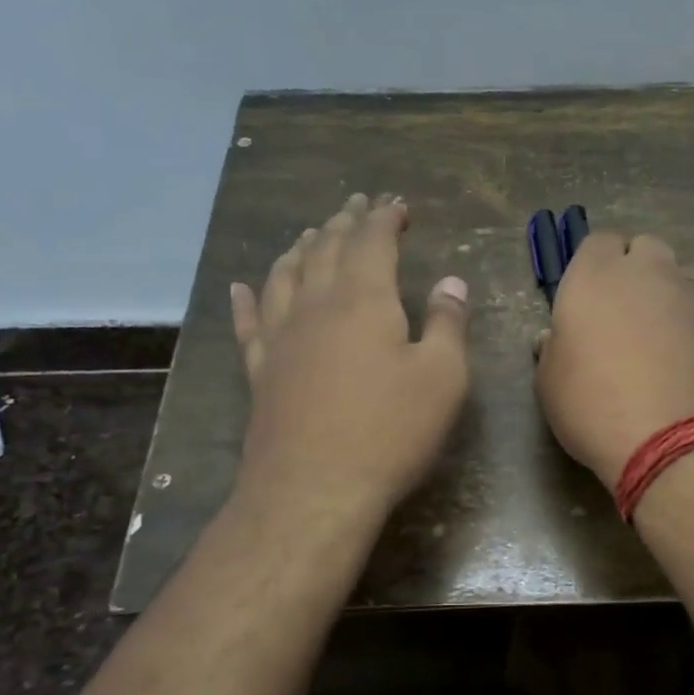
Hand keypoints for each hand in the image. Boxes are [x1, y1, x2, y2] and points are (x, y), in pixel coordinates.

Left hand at [231, 193, 469, 512]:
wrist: (314, 489)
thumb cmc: (390, 431)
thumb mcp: (442, 377)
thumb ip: (448, 323)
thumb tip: (452, 282)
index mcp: (363, 300)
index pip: (373, 242)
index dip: (385, 219)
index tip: (398, 205)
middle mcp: (315, 306)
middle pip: (327, 250)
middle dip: (345, 223)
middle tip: (357, 205)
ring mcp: (280, 338)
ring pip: (285, 277)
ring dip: (300, 249)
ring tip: (310, 234)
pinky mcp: (260, 372)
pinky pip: (248, 324)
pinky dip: (246, 301)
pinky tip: (241, 288)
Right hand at [534, 233, 693, 489]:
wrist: (677, 440)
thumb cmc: (594, 404)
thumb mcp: (550, 383)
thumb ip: (553, 350)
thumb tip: (556, 339)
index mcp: (595, 276)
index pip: (597, 243)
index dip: (591, 268)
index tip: (583, 301)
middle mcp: (647, 274)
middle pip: (644, 250)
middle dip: (633, 271)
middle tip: (618, 315)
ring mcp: (690, 299)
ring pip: (673, 283)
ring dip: (660, 303)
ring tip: (648, 350)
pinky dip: (684, 332)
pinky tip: (674, 370)